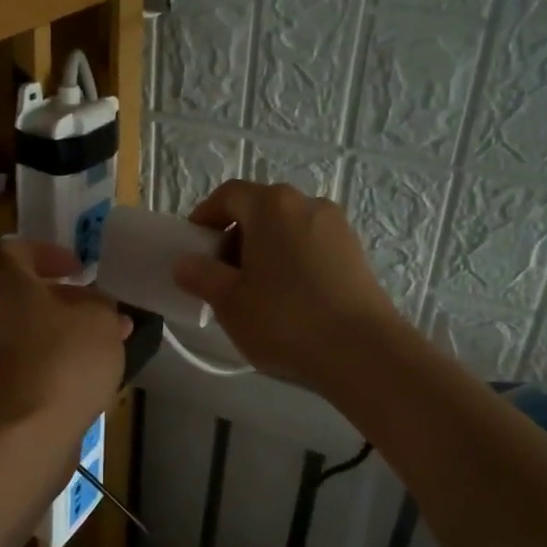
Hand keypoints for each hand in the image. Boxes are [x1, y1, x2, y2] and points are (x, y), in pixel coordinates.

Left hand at [0, 239, 129, 436]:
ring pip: (19, 328)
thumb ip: (101, 305)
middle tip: (94, 310)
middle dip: (57, 298)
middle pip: (16, 292)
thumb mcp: (101, 321)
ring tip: (96, 346)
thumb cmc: (62, 361)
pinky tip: (78, 376)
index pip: (13, 249)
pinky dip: (44, 360)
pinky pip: (17, 360)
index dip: (47, 253)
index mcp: (2, 281)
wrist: (21, 435)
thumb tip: (97, 306)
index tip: (78, 270)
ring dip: (53, 331)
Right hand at [171, 182, 403, 388]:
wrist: (362, 351)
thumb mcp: (228, 301)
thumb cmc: (284, 319)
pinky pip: (311, 246)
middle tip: (221, 274)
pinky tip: (289, 298)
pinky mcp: (355, 253)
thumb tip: (184, 262)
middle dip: (235, 236)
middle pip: (260, 209)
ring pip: (287, 228)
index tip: (194, 246)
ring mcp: (337, 227)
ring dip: (264, 250)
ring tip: (256, 291)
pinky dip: (292, 261)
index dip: (205, 216)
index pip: (228, 195)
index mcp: (272, 205)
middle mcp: (307, 203)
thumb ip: (200, 275)